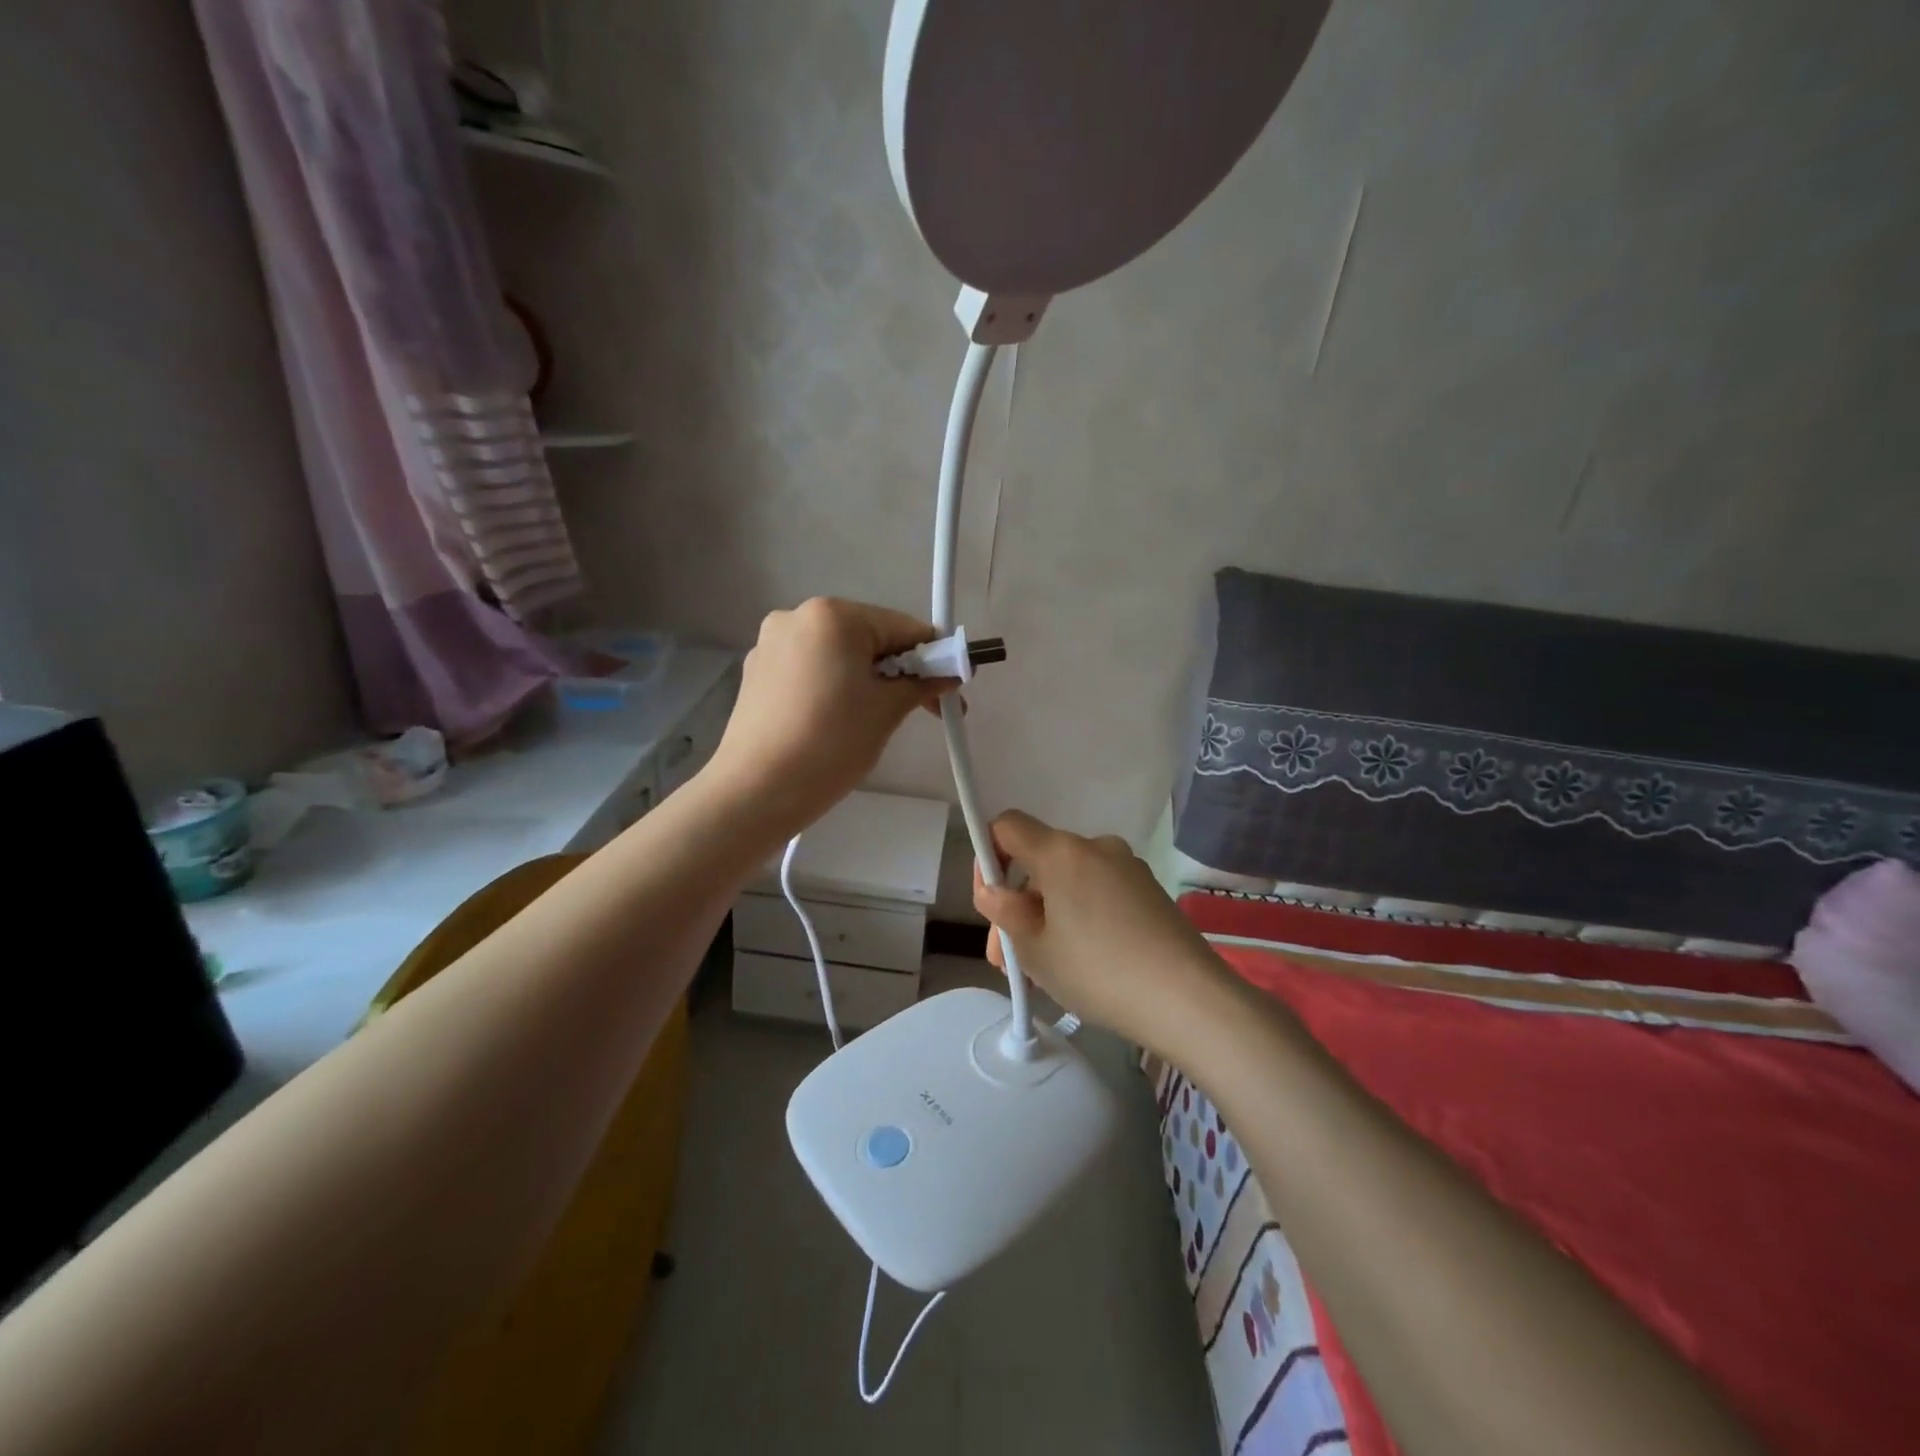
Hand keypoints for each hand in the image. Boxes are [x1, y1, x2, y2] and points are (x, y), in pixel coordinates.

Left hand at [704, 598, 950, 840]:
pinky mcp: (756, 672)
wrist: (756, 791)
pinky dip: (832, 687)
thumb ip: (921, 684)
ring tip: (875, 721)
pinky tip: (836, 722)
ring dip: (865, 679)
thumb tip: (949, 673)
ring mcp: (771, 644)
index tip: (950, 690)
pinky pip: (810, 670)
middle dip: (898, 670)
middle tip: (921, 711)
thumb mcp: (887, 711)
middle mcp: (797, 616)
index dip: (933, 658)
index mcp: (833, 615)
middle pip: (868, 637)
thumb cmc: (831, 743)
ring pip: (838, 654)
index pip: (902, 627)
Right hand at [972, 810, 1237, 1056]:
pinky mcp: (1150, 891)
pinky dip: (1081, 917)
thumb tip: (996, 891)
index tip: (992, 902)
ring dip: (1048, 915)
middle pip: (1039, 861)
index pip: (1007, 825)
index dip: (988, 855)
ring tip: (1045, 970)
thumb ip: (1003, 911)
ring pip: (1069, 882)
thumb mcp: (1034, 949)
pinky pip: (1098, 893)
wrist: (1190, 1001)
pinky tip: (1085, 962)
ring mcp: (1128, 867)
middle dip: (1017, 903)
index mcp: (1061, 851)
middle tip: (1008, 959)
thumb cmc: (1099, 972)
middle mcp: (1096, 846)